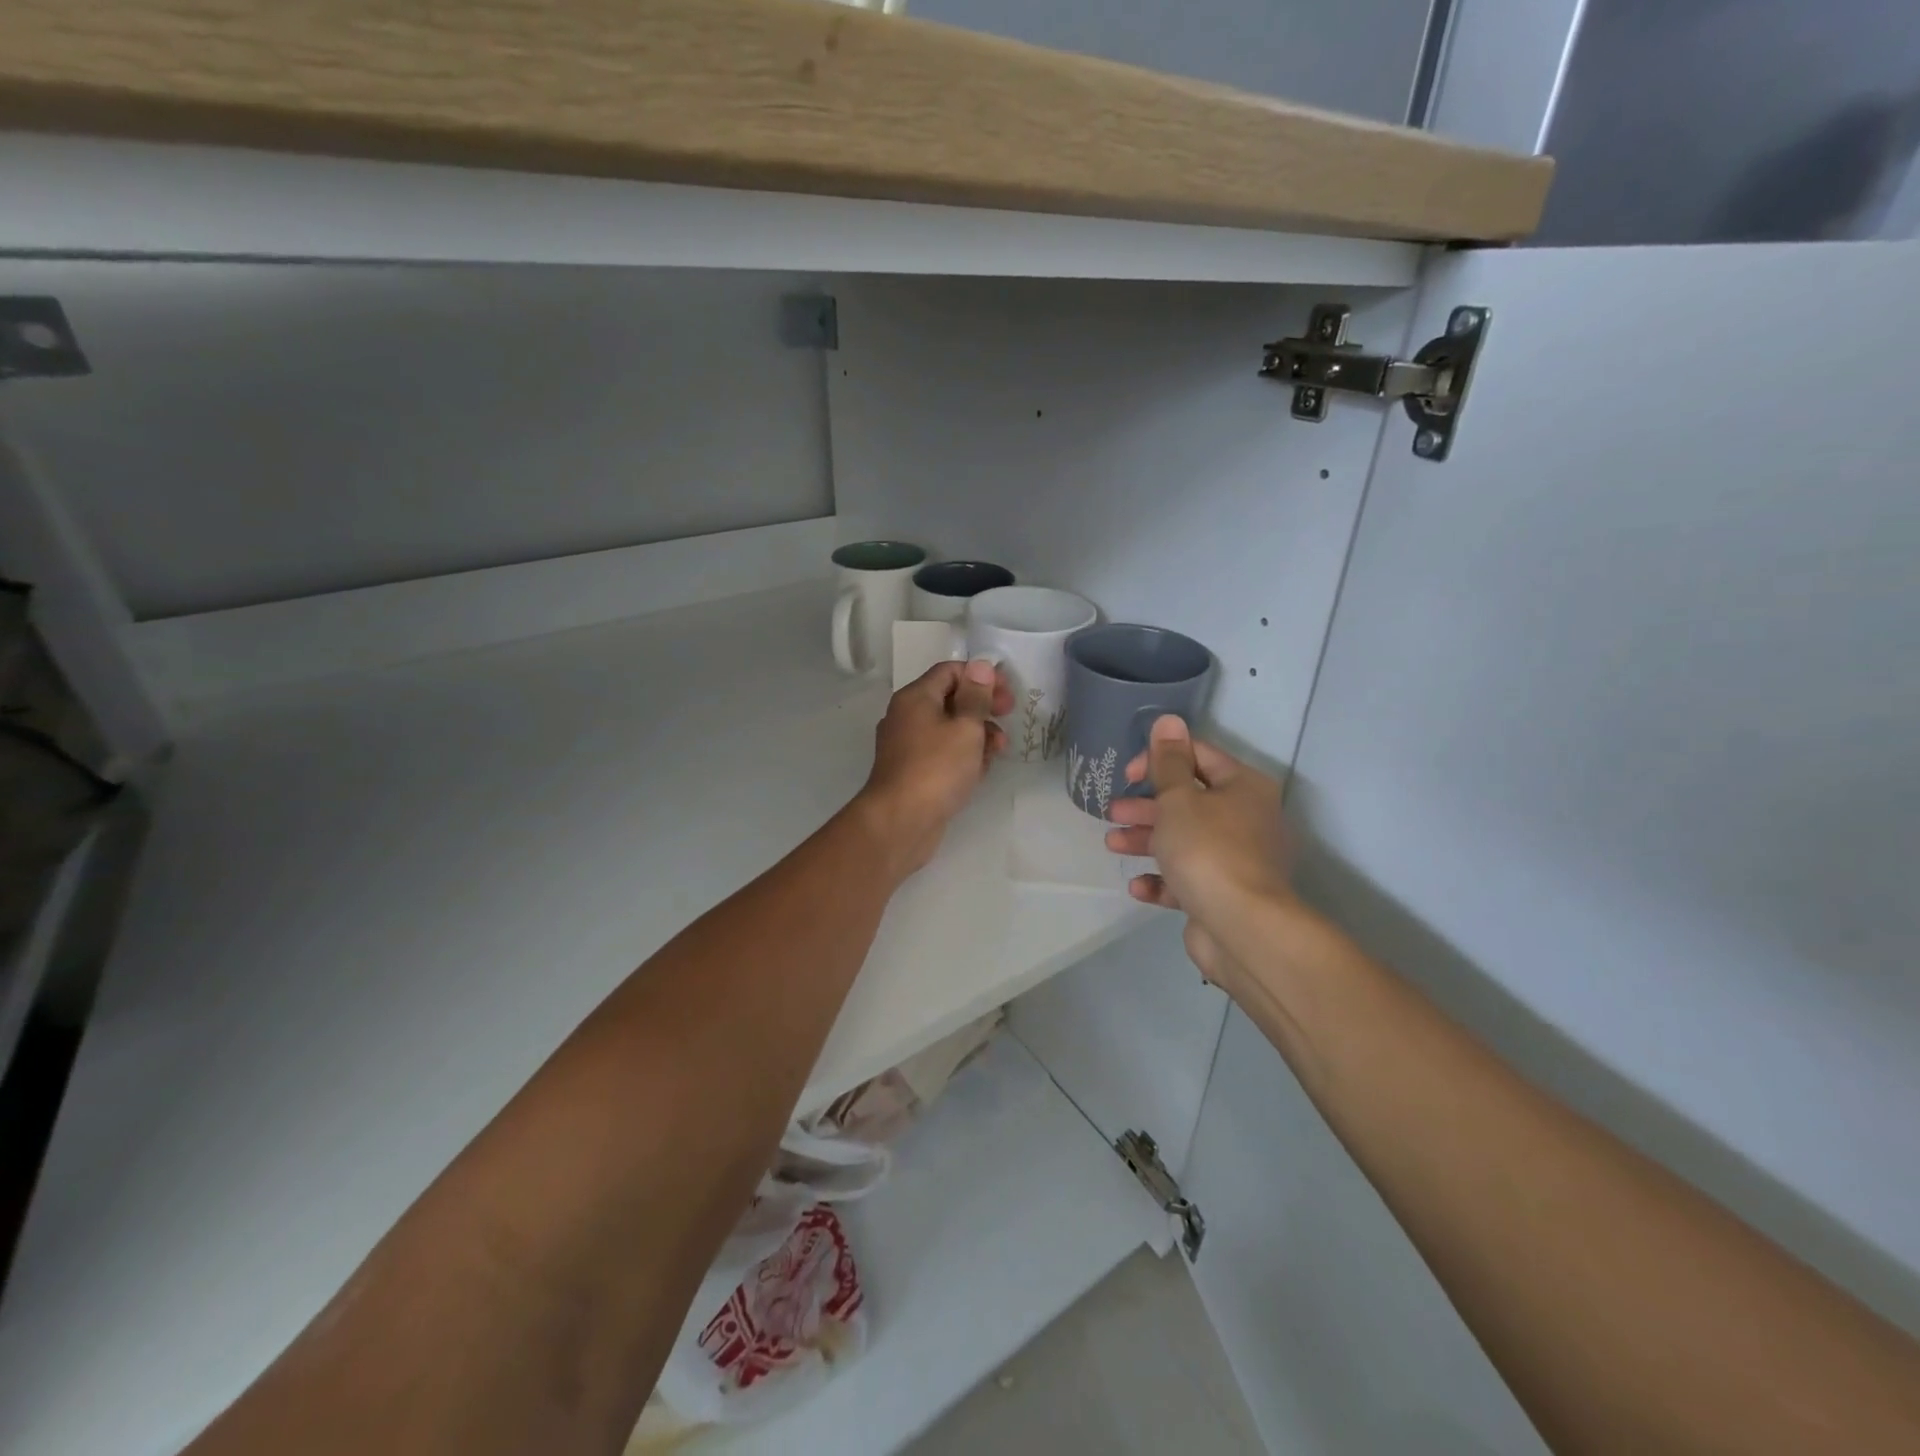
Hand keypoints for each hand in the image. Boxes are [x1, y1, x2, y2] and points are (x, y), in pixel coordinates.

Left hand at [854, 659, 1011, 877]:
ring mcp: (907, 746)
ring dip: (976, 734)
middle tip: (1008, 718)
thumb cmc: (937, 768)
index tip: (1007, 695)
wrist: (900, 822)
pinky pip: (942, 754)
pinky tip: (979, 771)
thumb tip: (980, 665)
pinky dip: (962, 756)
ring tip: (998, 751)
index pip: (950, 671)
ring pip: (948, 729)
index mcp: (915, 697)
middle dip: (982, 707)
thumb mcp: (966, 728)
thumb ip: (976, 696)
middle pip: (950, 699)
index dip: (982, 677)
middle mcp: (906, 716)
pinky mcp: (912, 772)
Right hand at [1102, 715, 1294, 978]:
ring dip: (1147, 840)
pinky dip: (1163, 879)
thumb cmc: (1207, 849)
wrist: (1242, 928)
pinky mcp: (1225, 895)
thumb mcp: (1178, 798)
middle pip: (1189, 802)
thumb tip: (1168, 720)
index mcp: (1243, 788)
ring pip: (1185, 841)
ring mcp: (1239, 861)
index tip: (1128, 775)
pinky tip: (1138, 886)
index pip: (1199, 757)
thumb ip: (1168, 761)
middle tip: (1113, 812)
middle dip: (1147, 805)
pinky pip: (1189, 880)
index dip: (1160, 758)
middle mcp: (1247, 819)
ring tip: (1112, 844)